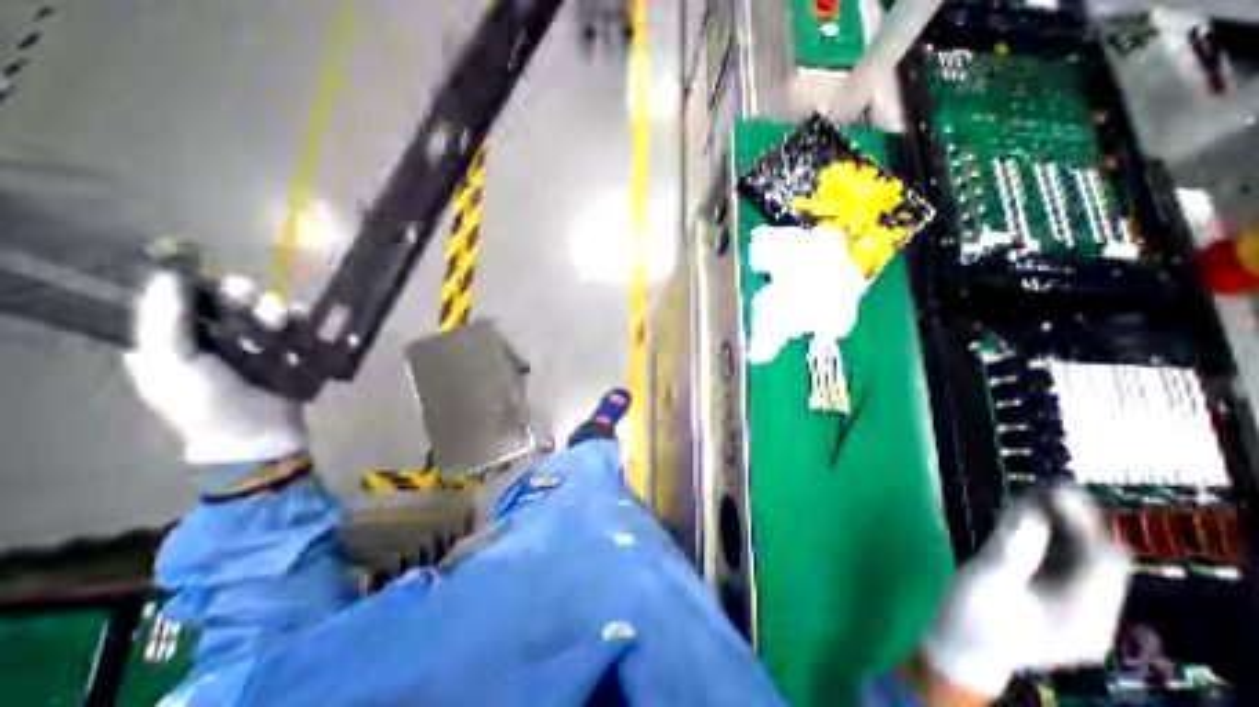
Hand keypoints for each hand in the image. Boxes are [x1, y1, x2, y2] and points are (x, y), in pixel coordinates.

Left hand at [121, 270, 306, 463]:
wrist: (261, 434)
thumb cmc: (210, 403)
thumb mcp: (173, 364)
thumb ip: (166, 322)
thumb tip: (167, 276)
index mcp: (176, 343)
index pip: (183, 303)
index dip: (199, 288)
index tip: (213, 281)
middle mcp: (216, 341)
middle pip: (230, 306)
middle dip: (242, 297)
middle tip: (248, 294)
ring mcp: (257, 348)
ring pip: (266, 315)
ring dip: (273, 310)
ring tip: (280, 317)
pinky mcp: (289, 354)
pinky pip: (297, 329)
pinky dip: (301, 321)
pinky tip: (302, 320)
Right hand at [923, 487, 1137, 697]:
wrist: (961, 648)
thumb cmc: (968, 616)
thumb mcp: (983, 580)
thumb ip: (1010, 548)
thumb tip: (1029, 510)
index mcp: (1083, 618)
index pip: (1102, 563)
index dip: (1082, 522)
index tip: (1054, 488)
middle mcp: (1092, 615)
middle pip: (1100, 561)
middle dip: (1077, 521)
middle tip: (1047, 487)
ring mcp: (1077, 610)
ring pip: (1084, 560)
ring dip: (1064, 527)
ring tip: (1037, 496)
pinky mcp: (1058, 601)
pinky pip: (1065, 564)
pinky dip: (1051, 538)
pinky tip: (1031, 520)